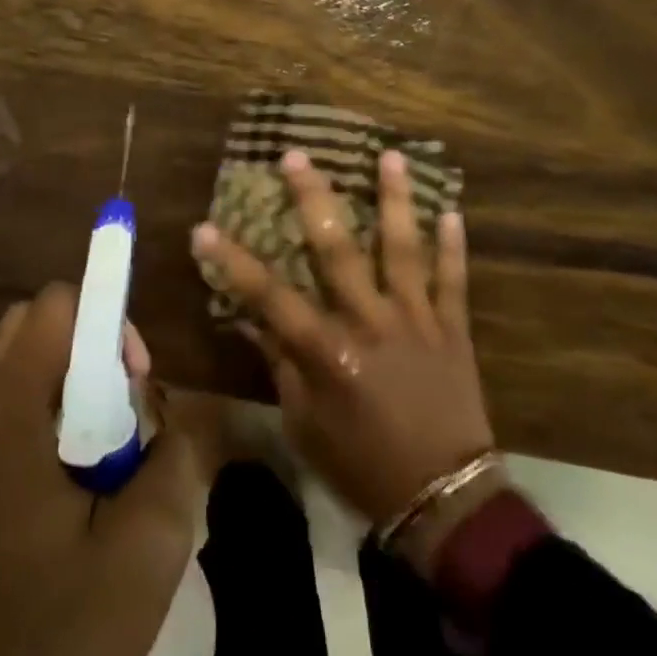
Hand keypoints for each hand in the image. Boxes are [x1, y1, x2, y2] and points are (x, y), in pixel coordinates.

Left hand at [0, 285, 206, 655]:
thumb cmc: (52, 630)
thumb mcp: (145, 551)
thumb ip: (175, 460)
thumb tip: (171, 420)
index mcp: (5, 407)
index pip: (57, 304)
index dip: (108, 323)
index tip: (137, 381)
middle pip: (34, 324)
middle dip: (90, 345)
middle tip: (125, 409)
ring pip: (18, 361)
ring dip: (68, 378)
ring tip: (103, 447)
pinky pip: (3, 401)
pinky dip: (44, 408)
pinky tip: (69, 478)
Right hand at [192, 150, 494, 550]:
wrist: (444, 499)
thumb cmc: (362, 465)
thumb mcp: (305, 424)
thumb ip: (281, 365)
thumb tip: (255, 320)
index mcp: (327, 352)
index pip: (268, 296)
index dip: (232, 262)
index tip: (203, 228)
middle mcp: (369, 323)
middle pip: (336, 250)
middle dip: (313, 199)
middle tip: (296, 156)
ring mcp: (415, 320)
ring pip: (403, 249)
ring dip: (395, 201)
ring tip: (392, 156)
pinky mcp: (452, 329)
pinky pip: (453, 281)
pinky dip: (454, 247)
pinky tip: (452, 211)